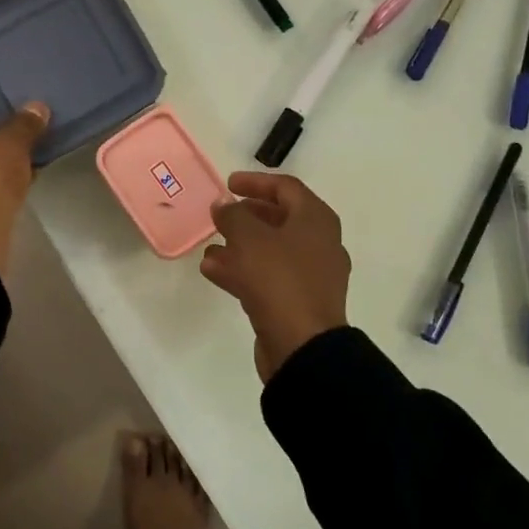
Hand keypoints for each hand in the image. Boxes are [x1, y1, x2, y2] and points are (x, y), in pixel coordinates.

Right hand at [199, 172, 350, 381]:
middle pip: (279, 219)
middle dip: (246, 215)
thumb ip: (233, 215)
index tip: (228, 184)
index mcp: (316, 220)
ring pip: (270, 250)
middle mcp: (319, 243)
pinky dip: (242, 270)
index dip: (255, 182)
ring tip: (209, 245)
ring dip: (238, 245)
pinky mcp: (298, 302)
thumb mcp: (249, 239)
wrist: (302, 346)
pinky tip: (212, 270)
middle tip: (220, 215)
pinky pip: (268, 277)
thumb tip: (223, 205)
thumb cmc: (279, 280)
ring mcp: (311, 275)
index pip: (285, 187)